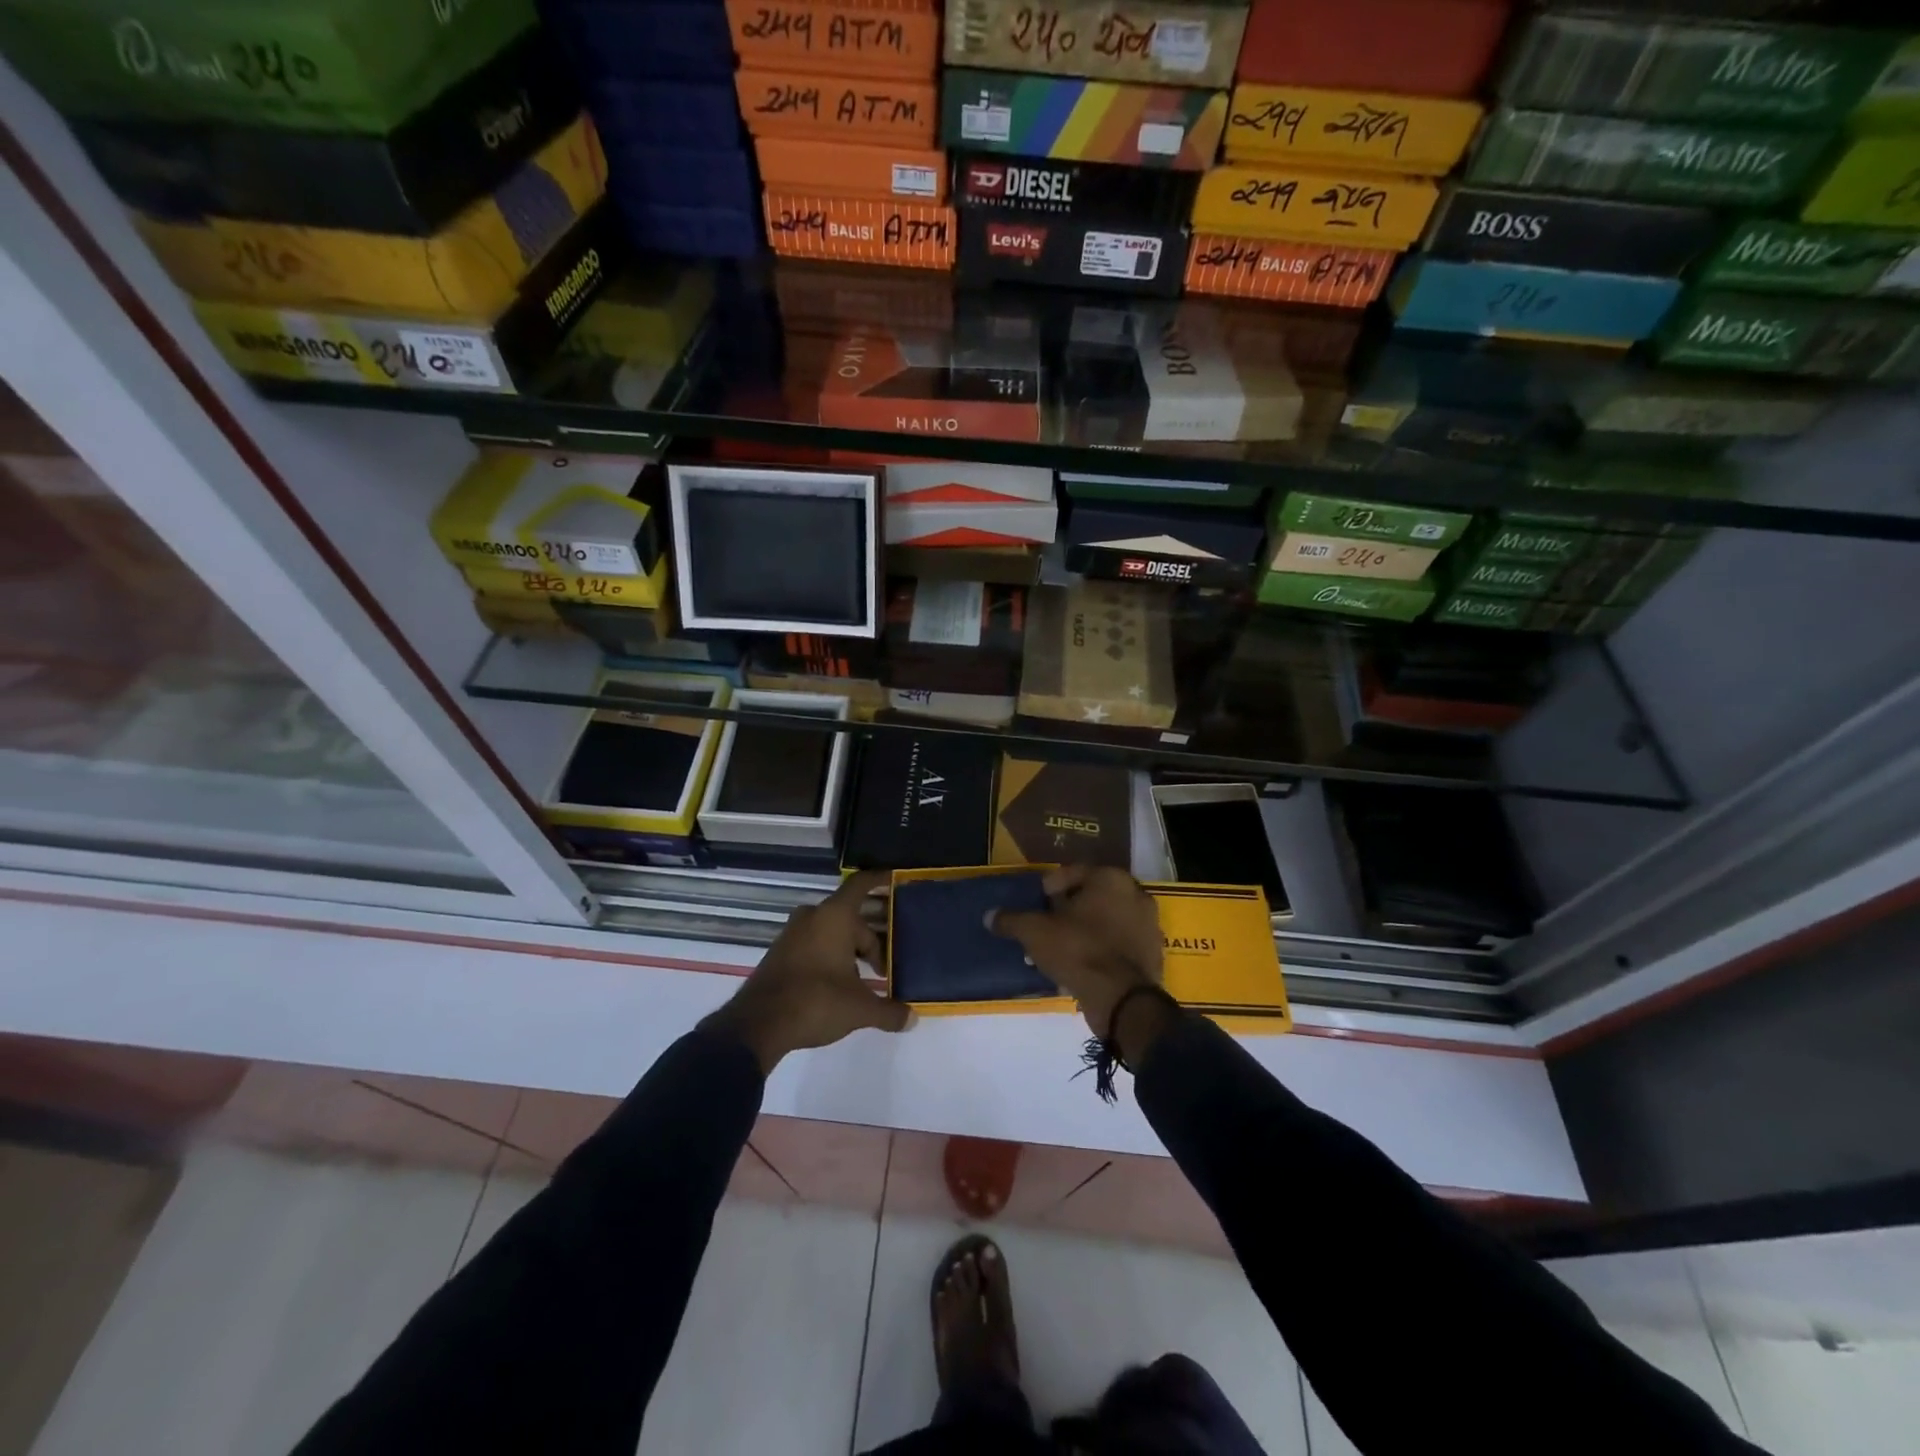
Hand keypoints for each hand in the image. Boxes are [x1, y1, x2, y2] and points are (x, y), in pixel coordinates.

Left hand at [703, 870, 910, 1074]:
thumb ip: (889, 1011)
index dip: (879, 879)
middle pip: (851, 917)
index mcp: (835, 916)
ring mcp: (793, 933)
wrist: (758, 1025)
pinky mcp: (780, 952)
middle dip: (870, 940)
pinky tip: (837, 985)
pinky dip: (829, 956)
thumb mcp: (859, 1009)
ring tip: (864, 980)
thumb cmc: (816, 1002)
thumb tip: (912, 1019)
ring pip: (831, 932)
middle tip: (885, 967)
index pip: (861, 885)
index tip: (894, 878)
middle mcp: (813, 916)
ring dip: (849, 951)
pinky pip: (814, 944)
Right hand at [991, 866, 1166, 1041]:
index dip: (1052, 885)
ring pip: (1106, 922)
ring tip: (1059, 950)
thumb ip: (1012, 920)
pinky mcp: (1152, 954)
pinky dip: (1100, 951)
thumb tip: (990, 916)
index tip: (1038, 901)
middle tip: (1046, 925)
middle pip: (1093, 897)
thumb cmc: (1078, 950)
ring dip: (1084, 931)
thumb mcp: (1035, 932)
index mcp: (1111, 879)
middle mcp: (1135, 895)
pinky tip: (1078, 967)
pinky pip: (1118, 945)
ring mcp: (1148, 926)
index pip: (1076, 872)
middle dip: (1068, 910)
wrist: (1122, 999)